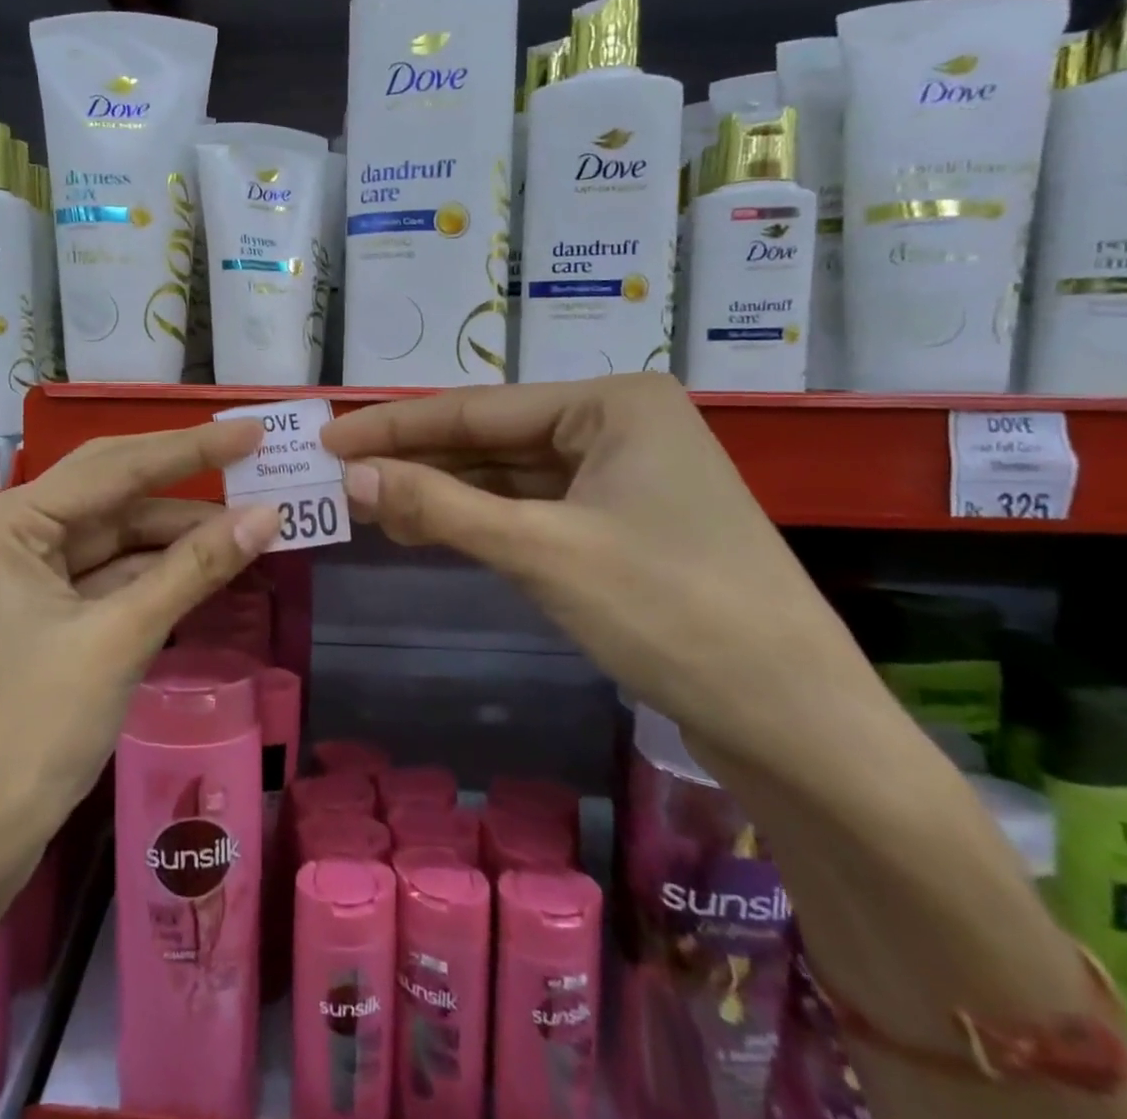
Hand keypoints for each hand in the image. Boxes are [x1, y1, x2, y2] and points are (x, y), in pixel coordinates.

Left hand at [0, 419, 281, 895]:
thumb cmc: (27, 735)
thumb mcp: (119, 640)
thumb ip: (194, 569)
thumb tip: (268, 516)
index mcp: (1, 523)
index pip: (110, 468)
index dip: (188, 449)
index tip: (249, 431)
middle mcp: (3, 534)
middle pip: (109, 495)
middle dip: (184, 486)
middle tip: (255, 466)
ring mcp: (18, 575)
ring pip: (112, 538)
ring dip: (176, 536)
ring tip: (250, 523)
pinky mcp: (36, 612)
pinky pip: (105, 576)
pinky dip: (154, 573)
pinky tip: (207, 564)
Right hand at [320, 375, 879, 773]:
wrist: (798, 724)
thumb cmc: (672, 612)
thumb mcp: (542, 552)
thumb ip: (440, 508)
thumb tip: (351, 477)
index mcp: (613, 403)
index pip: (477, 408)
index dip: (395, 426)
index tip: (328, 437)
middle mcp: (619, 425)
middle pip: (492, 439)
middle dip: (417, 460)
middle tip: (338, 474)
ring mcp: (623, 477)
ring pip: (509, 476)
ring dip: (443, 492)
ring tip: (368, 504)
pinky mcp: (622, 525)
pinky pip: (533, 509)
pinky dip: (480, 520)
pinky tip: (429, 528)